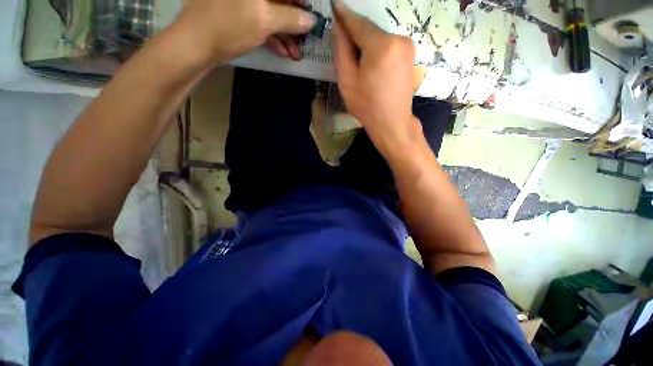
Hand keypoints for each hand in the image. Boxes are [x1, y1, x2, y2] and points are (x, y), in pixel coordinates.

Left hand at [176, 0, 315, 61]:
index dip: (300, 1)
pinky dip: (272, 36)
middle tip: (305, 37)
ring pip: (270, 11)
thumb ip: (290, 18)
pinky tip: (283, 51)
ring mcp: (241, 1)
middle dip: (293, 19)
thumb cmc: (229, 26)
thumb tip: (311, 20)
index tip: (311, 14)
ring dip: (285, 33)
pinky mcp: (236, 12)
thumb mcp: (264, 20)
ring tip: (296, 52)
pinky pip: (259, 20)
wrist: (196, 43)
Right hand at [332, 1, 419, 155]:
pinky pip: (388, 46)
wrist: (392, 123)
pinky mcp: (410, 56)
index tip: (335, 7)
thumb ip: (342, 50)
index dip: (344, 16)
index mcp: (381, 45)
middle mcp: (398, 39)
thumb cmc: (367, 106)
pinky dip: (377, 50)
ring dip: (366, 44)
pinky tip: (370, 64)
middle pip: (370, 30)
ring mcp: (407, 47)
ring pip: (379, 38)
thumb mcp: (348, 80)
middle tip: (342, 44)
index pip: (358, 23)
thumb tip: (339, 27)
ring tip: (357, 60)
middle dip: (355, 35)